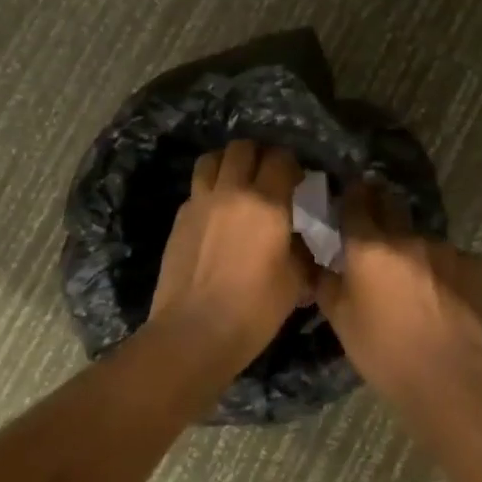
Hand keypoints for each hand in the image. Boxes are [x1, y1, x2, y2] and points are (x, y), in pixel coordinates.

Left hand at [150, 140, 311, 355]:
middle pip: (243, 148)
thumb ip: (302, 251)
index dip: (292, 163)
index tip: (298, 180)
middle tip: (268, 175)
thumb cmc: (254, 310)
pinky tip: (218, 214)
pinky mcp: (179, 219)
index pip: (280, 159)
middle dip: (259, 154)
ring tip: (238, 182)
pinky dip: (209, 190)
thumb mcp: (296, 282)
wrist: (194, 333)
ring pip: (212, 159)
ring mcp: (200, 203)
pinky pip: (196, 189)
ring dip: (228, 163)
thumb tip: (302, 240)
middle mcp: (232, 192)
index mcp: (267, 204)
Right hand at [317, 181, 481, 387]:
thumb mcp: (340, 320)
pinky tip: (442, 293)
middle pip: (391, 204)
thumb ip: (326, 283)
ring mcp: (444, 248)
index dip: (351, 196)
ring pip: (422, 236)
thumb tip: (320, 263)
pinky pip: (452, 258)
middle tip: (376, 226)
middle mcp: (406, 237)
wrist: (446, 375)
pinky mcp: (472, 265)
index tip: (349, 197)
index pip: (356, 202)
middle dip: (381, 206)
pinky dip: (443, 269)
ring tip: (413, 276)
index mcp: (368, 247)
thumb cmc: (382, 350)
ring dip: (413, 247)